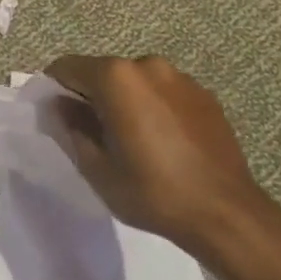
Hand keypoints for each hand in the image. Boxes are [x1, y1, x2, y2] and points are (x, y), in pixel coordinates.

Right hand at [45, 54, 265, 251]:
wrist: (225, 213)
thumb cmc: (151, 191)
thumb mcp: (96, 166)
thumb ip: (72, 126)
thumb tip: (61, 105)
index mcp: (116, 77)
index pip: (67, 67)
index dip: (55, 89)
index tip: (56, 116)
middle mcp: (147, 65)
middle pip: (102, 71)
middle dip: (91, 95)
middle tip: (93, 133)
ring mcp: (180, 78)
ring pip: (134, 81)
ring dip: (124, 100)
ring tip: (132, 139)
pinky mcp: (204, 94)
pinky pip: (163, 92)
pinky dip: (153, 107)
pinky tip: (162, 142)